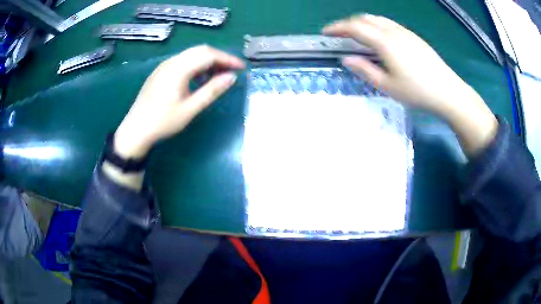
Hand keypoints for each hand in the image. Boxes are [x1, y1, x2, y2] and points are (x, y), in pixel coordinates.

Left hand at [114, 46, 245, 158]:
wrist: (135, 130)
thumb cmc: (162, 122)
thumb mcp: (190, 109)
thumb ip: (211, 91)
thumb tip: (231, 77)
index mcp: (178, 69)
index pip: (208, 55)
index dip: (227, 59)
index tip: (242, 68)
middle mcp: (171, 62)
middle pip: (200, 50)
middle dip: (219, 58)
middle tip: (232, 71)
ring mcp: (164, 66)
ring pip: (191, 54)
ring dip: (208, 61)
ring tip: (219, 75)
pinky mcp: (161, 71)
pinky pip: (183, 61)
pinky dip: (196, 65)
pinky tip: (200, 78)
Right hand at [323, 14, 479, 113]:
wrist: (447, 91)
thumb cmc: (417, 91)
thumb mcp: (387, 86)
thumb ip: (365, 70)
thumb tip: (347, 59)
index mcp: (384, 42)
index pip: (354, 27)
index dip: (337, 28)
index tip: (325, 33)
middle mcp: (393, 31)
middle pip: (365, 18)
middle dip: (348, 23)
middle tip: (340, 34)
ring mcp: (405, 32)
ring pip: (378, 19)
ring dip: (362, 22)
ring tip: (356, 34)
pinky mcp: (414, 36)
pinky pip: (389, 24)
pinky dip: (376, 25)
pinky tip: (378, 37)